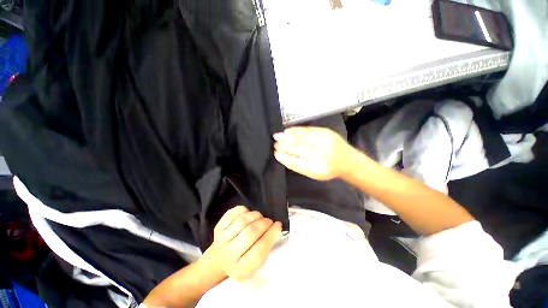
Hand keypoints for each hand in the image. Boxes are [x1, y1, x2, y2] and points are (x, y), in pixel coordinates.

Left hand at [203, 206, 281, 280]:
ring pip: (242, 221)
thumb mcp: (254, 264)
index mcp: (241, 269)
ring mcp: (221, 240)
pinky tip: (248, 214)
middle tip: (269, 221)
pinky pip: (233, 213)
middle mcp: (229, 255)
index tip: (278, 225)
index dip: (271, 234)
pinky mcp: (218, 227)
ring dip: (256, 215)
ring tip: (260, 217)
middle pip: (250, 233)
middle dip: (264, 223)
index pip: (260, 250)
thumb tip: (276, 228)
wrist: (219, 259)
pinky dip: (244, 210)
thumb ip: (265, 248)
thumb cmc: (242, 260)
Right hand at [273, 126, 356, 180]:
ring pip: (301, 138)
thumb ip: (298, 165)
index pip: (295, 162)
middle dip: (284, 145)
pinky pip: (307, 130)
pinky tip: (288, 131)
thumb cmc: (328, 169)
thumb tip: (283, 156)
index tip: (276, 153)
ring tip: (277, 136)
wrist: (347, 160)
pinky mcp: (325, 132)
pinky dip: (296, 130)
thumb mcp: (313, 173)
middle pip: (297, 148)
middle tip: (275, 144)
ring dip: (287, 137)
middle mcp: (320, 155)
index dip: (284, 157)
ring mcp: (323, 142)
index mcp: (316, 168)